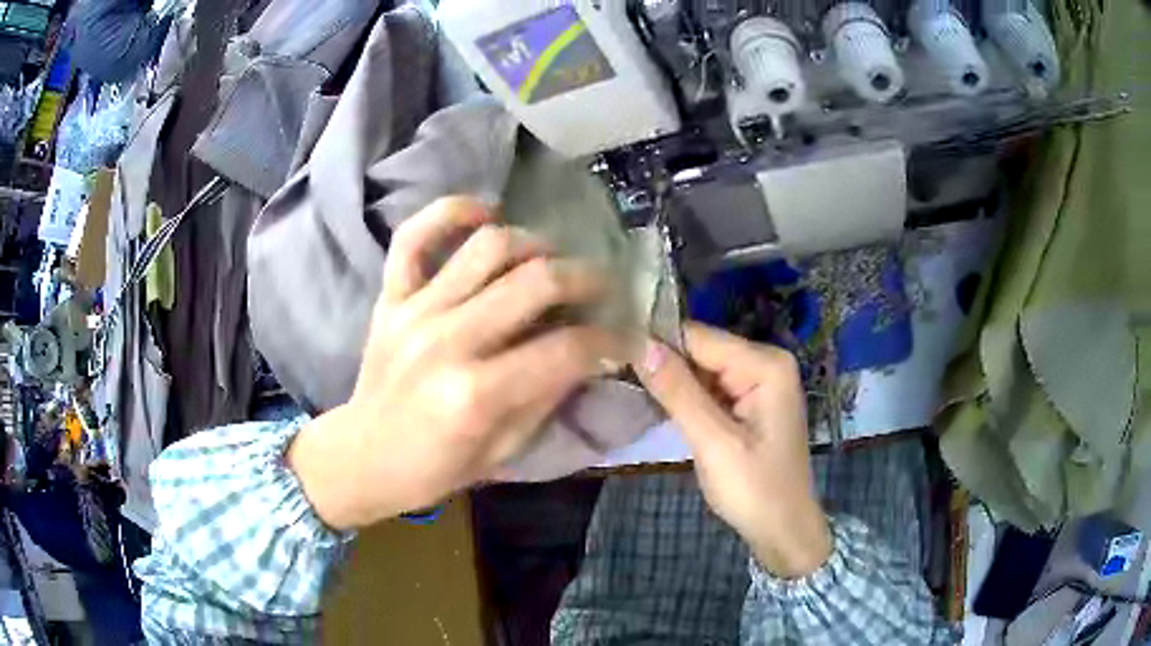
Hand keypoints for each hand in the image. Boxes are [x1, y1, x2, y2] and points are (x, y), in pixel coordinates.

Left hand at [289, 197, 625, 530]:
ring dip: (533, 243)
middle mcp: (447, 341)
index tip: (626, 337)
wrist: (363, 457)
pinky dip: (450, 212)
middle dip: (585, 278)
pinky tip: (484, 213)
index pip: (566, 348)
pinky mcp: (390, 296)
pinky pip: (414, 235)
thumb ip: (547, 396)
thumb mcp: (503, 451)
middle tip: (602, 287)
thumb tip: (590, 353)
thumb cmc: (434, 468)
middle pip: (535, 281)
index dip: (609, 340)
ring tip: (549, 259)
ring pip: (487, 246)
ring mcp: (414, 310)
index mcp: (477, 395)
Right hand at [636, 323, 830, 577]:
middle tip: (615, 376)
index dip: (656, 344)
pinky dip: (685, 398)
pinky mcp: (748, 402)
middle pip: (700, 350)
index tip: (612, 355)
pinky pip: (709, 389)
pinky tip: (657, 405)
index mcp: (765, 364)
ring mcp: (758, 383)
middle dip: (663, 364)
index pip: (699, 337)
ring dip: (670, 383)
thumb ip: (678, 392)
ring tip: (627, 388)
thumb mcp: (714, 442)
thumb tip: (639, 344)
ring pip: (700, 370)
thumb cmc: (755, 489)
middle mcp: (765, 363)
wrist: (783, 530)